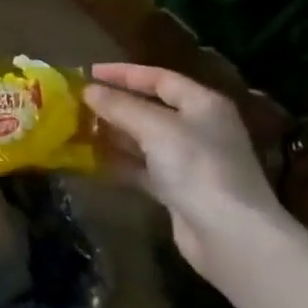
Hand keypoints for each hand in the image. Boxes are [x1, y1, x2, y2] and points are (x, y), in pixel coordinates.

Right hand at [83, 63, 279, 267]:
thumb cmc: (197, 167)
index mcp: (203, 104)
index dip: (124, 73)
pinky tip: (93, 162)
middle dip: (115, 105)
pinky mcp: (179, 191)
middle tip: (78, 103)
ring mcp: (190, 161)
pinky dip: (121, 164)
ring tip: (78, 129)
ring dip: (114, 135)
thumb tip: (88, 90)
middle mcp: (200, 128)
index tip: (89, 73)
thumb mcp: (155, 128)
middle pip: (151, 108)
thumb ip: (120, 106)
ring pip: (145, 140)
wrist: (230, 235)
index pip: (160, 78)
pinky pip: (144, 169)